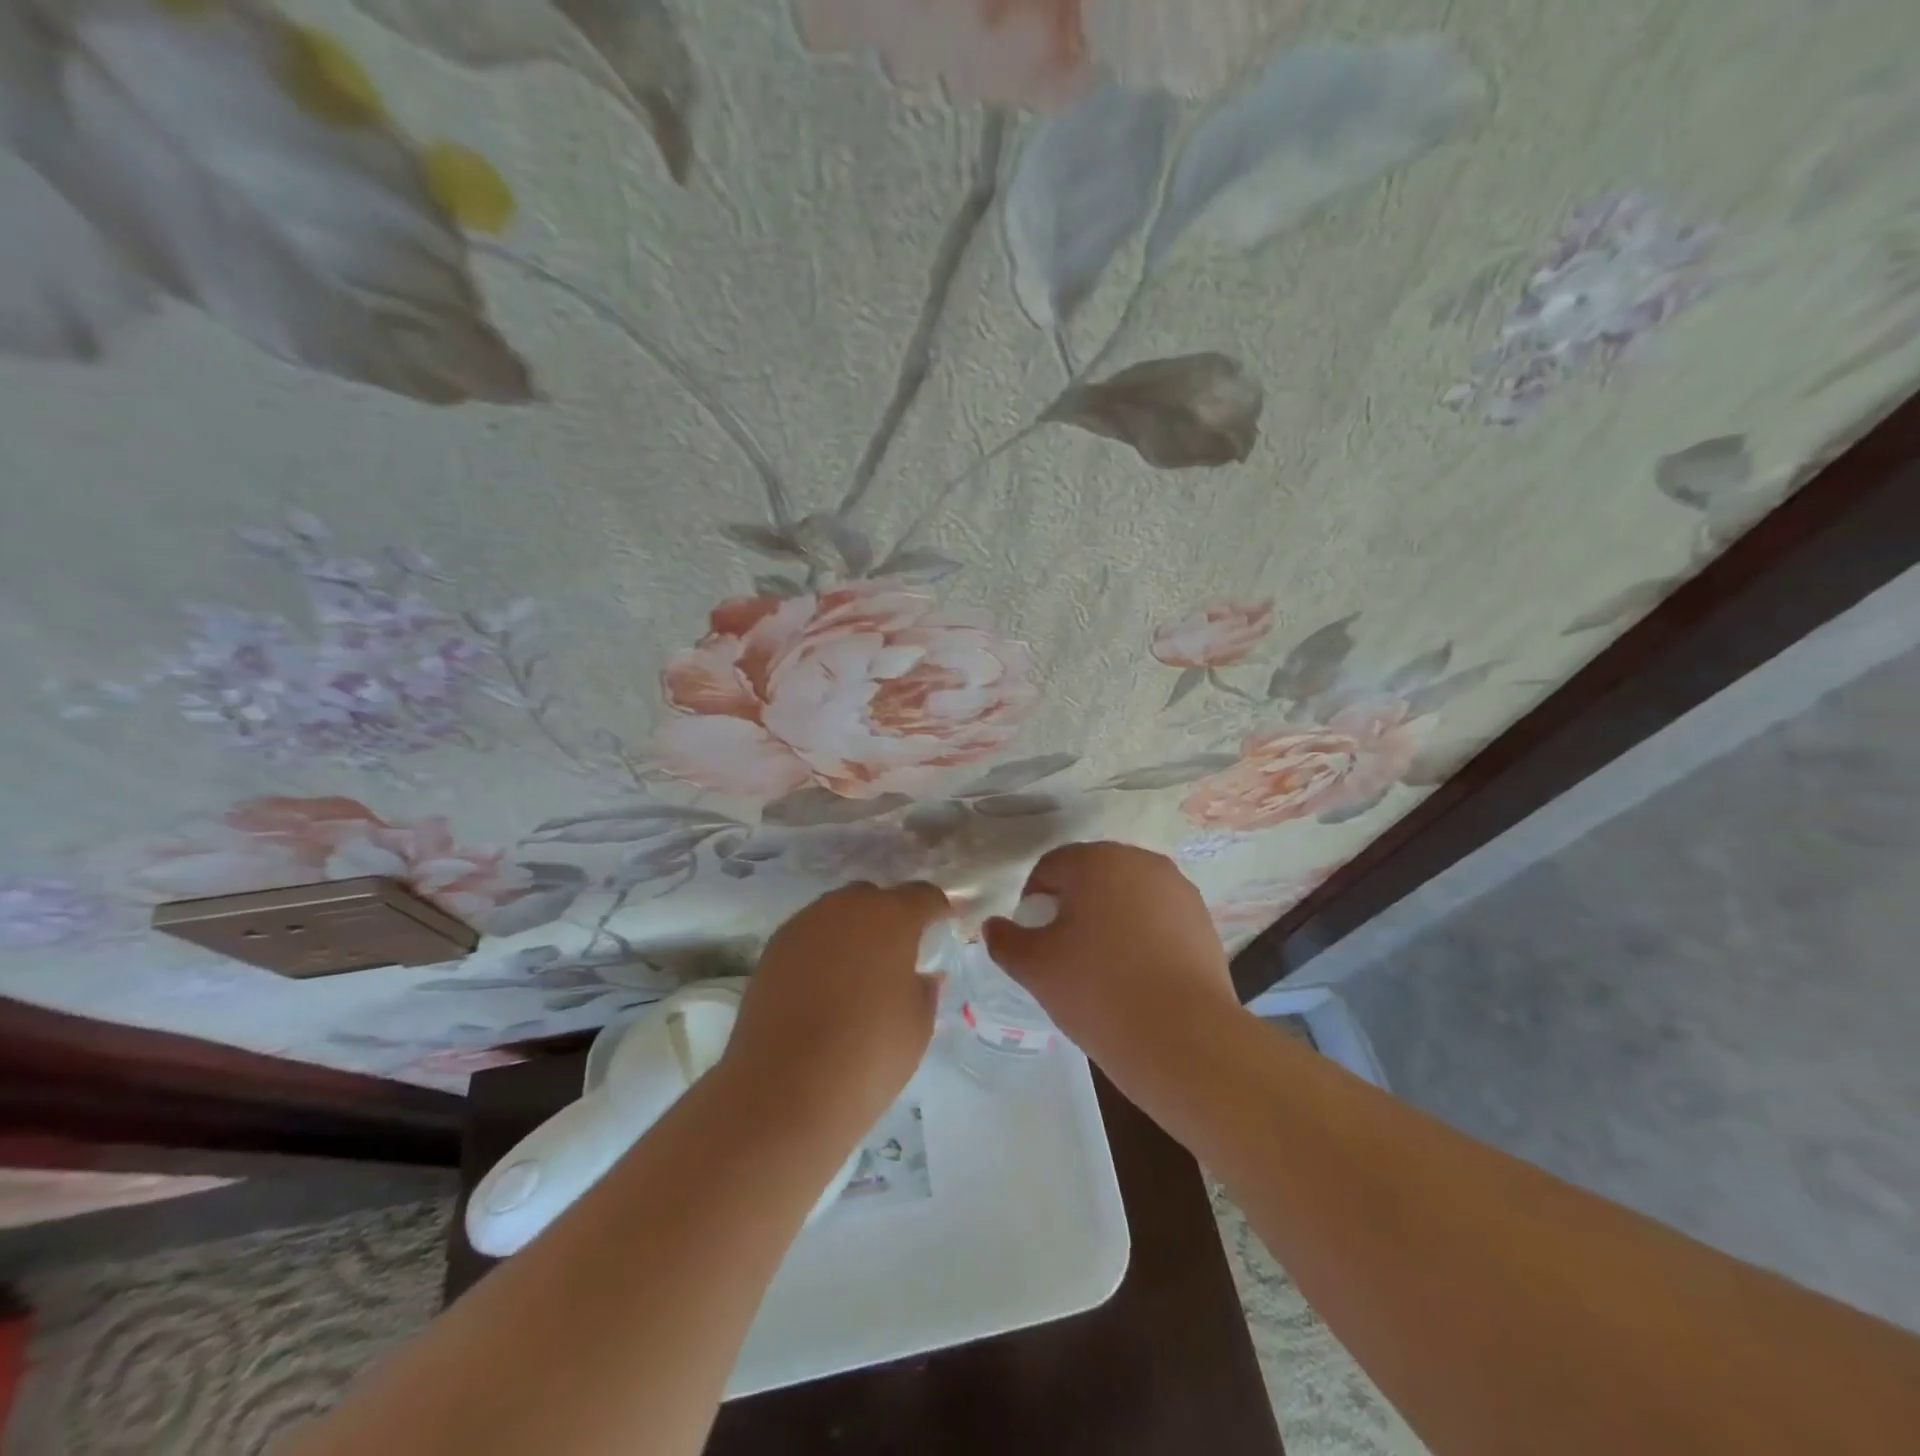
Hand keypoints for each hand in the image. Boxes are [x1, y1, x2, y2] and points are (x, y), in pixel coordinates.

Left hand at [722, 881, 949, 1133]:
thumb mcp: (917, 1026)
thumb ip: (925, 990)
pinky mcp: (773, 949)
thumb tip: (922, 976)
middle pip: (875, 898)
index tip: (946, 923)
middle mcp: (845, 908)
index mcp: (891, 918)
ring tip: (859, 971)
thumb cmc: (867, 1055)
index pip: (923, 896)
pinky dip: (823, 950)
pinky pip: (810, 936)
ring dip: (853, 931)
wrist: (782, 1091)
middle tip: (899, 953)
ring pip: (838, 914)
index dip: (938, 908)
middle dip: (890, 917)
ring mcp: (804, 925)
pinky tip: (825, 985)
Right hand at [983, 842, 1237, 1073]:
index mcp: (1097, 860)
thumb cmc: (1097, 990)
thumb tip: (993, 927)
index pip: (1050, 867)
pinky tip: (1138, 976)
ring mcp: (1178, 890)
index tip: (1034, 939)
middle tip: (1064, 953)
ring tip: (1103, 967)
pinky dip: (1142, 936)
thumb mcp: (1035, 968)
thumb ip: (1006, 941)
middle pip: (1092, 876)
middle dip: (1073, 906)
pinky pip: (1158, 918)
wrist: (1183, 1038)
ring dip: (1110, 919)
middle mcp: (1140, 861)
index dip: (1033, 901)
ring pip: (1127, 896)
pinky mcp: (1203, 921)